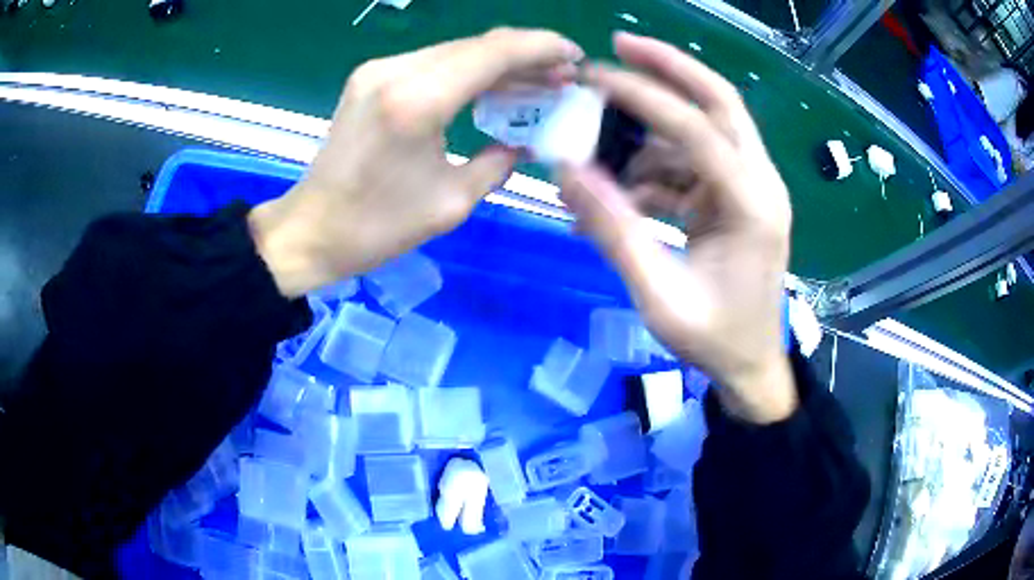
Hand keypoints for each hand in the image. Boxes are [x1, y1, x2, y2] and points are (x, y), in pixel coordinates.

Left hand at [250, 28, 583, 297]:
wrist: (310, 229)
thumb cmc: (376, 227)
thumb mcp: (451, 203)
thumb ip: (497, 164)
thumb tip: (521, 144)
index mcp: (418, 102)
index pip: (493, 52)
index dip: (541, 48)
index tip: (575, 57)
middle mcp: (396, 72)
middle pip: (477, 46)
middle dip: (526, 57)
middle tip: (562, 77)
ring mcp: (379, 71)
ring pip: (456, 51)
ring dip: (499, 63)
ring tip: (536, 83)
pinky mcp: (370, 79)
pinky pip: (432, 63)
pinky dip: (468, 72)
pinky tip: (491, 88)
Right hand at [560, 32, 796, 422]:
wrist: (750, 365)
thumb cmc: (714, 339)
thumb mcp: (659, 294)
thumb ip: (613, 231)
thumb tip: (566, 172)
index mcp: (753, 205)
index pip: (698, 129)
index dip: (644, 97)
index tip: (593, 77)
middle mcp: (761, 183)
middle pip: (721, 101)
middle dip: (672, 67)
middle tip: (621, 44)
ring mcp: (751, 188)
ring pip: (705, 129)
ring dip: (653, 127)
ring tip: (601, 141)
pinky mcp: (736, 198)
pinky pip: (694, 164)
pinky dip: (657, 166)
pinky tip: (623, 190)